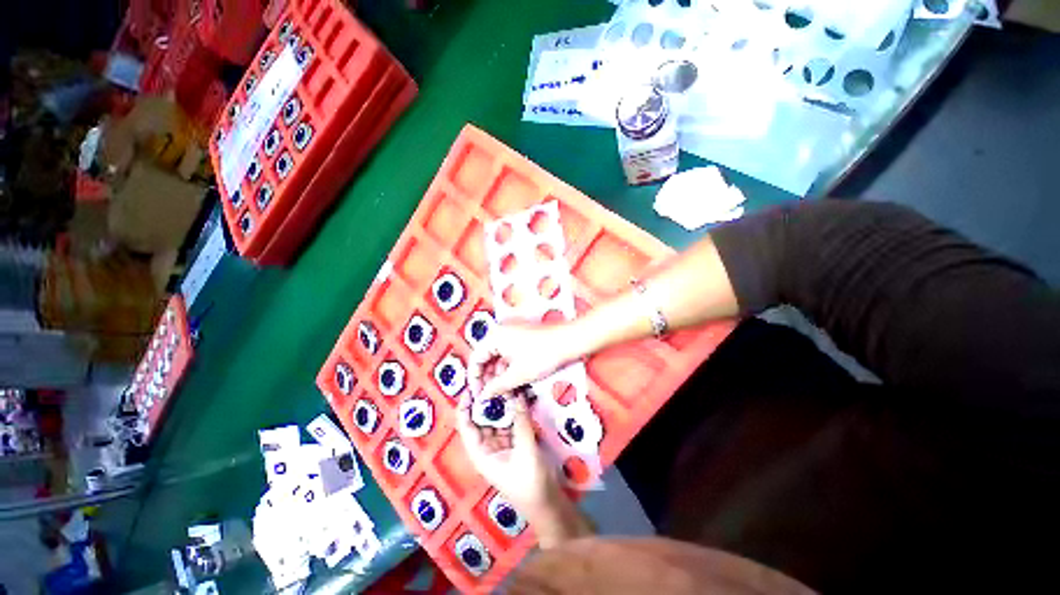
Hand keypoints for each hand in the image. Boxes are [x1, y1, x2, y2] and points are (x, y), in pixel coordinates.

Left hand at [454, 390, 557, 517]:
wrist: (548, 504)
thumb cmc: (530, 483)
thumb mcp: (525, 450)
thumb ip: (521, 421)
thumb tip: (518, 394)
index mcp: (480, 453)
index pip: (465, 425)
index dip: (466, 406)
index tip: (472, 386)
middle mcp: (487, 447)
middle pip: (481, 419)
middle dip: (487, 400)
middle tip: (493, 378)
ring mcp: (502, 444)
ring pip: (498, 419)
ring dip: (502, 404)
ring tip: (506, 383)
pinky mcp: (515, 443)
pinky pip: (511, 423)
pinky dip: (514, 411)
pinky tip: (519, 397)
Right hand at [468, 323, 585, 401]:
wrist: (569, 342)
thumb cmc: (546, 352)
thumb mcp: (517, 375)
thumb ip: (497, 386)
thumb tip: (485, 394)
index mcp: (495, 337)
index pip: (475, 359)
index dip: (475, 379)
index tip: (478, 393)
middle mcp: (501, 334)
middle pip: (486, 359)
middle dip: (488, 378)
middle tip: (490, 395)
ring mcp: (512, 336)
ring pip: (498, 359)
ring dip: (499, 376)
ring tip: (504, 392)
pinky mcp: (522, 341)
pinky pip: (508, 356)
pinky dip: (509, 370)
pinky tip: (513, 383)